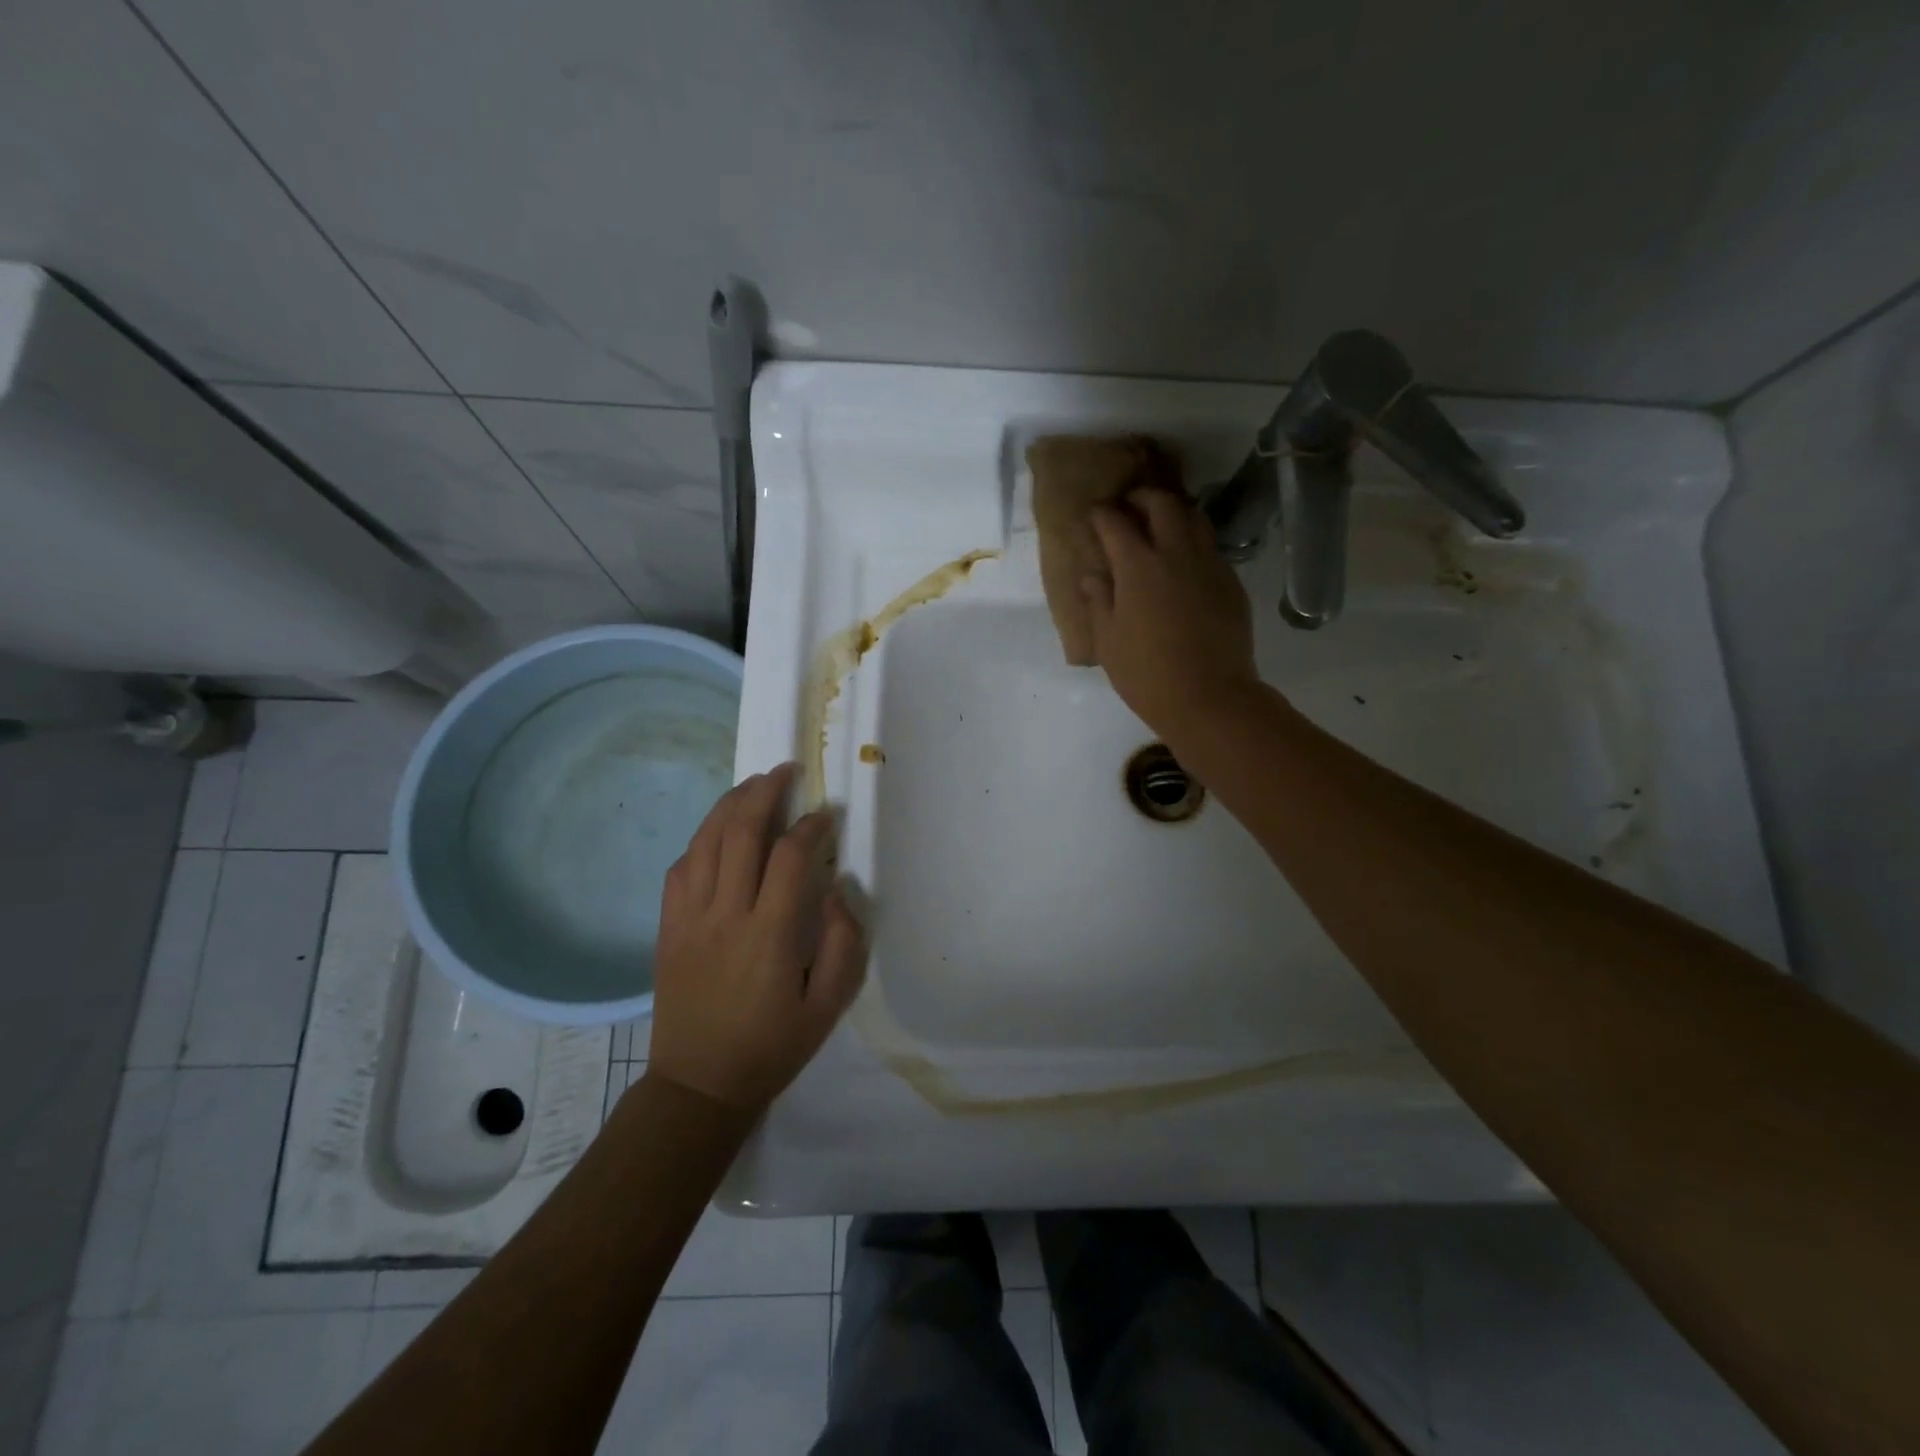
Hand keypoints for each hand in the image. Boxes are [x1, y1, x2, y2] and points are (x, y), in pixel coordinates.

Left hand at [648, 764, 865, 1111]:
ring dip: (730, 806)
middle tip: (785, 771)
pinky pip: (680, 869)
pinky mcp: (667, 928)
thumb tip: (837, 890)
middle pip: (740, 833)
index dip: (810, 827)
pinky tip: (716, 833)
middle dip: (765, 793)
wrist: (699, 1085)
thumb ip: (842, 943)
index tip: (826, 815)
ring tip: (753, 785)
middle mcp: (724, 915)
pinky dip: (701, 841)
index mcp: (768, 935)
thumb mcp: (828, 1006)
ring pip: (705, 842)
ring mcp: (688, 919)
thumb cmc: (772, 1046)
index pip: (789, 858)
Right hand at [1083, 488, 1259, 735]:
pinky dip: (1194, 542)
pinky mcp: (1231, 583)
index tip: (1094, 513)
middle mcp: (1176, 554)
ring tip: (1160, 524)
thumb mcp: (1108, 642)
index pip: (1116, 523)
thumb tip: (1093, 577)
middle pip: (1163, 504)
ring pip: (1194, 518)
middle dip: (1143, 497)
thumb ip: (1098, 602)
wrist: (1210, 698)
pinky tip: (1184, 562)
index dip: (1102, 514)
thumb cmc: (1147, 674)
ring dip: (1174, 512)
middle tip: (1129, 507)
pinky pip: (1211, 548)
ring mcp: (1209, 566)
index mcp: (1138, 567)